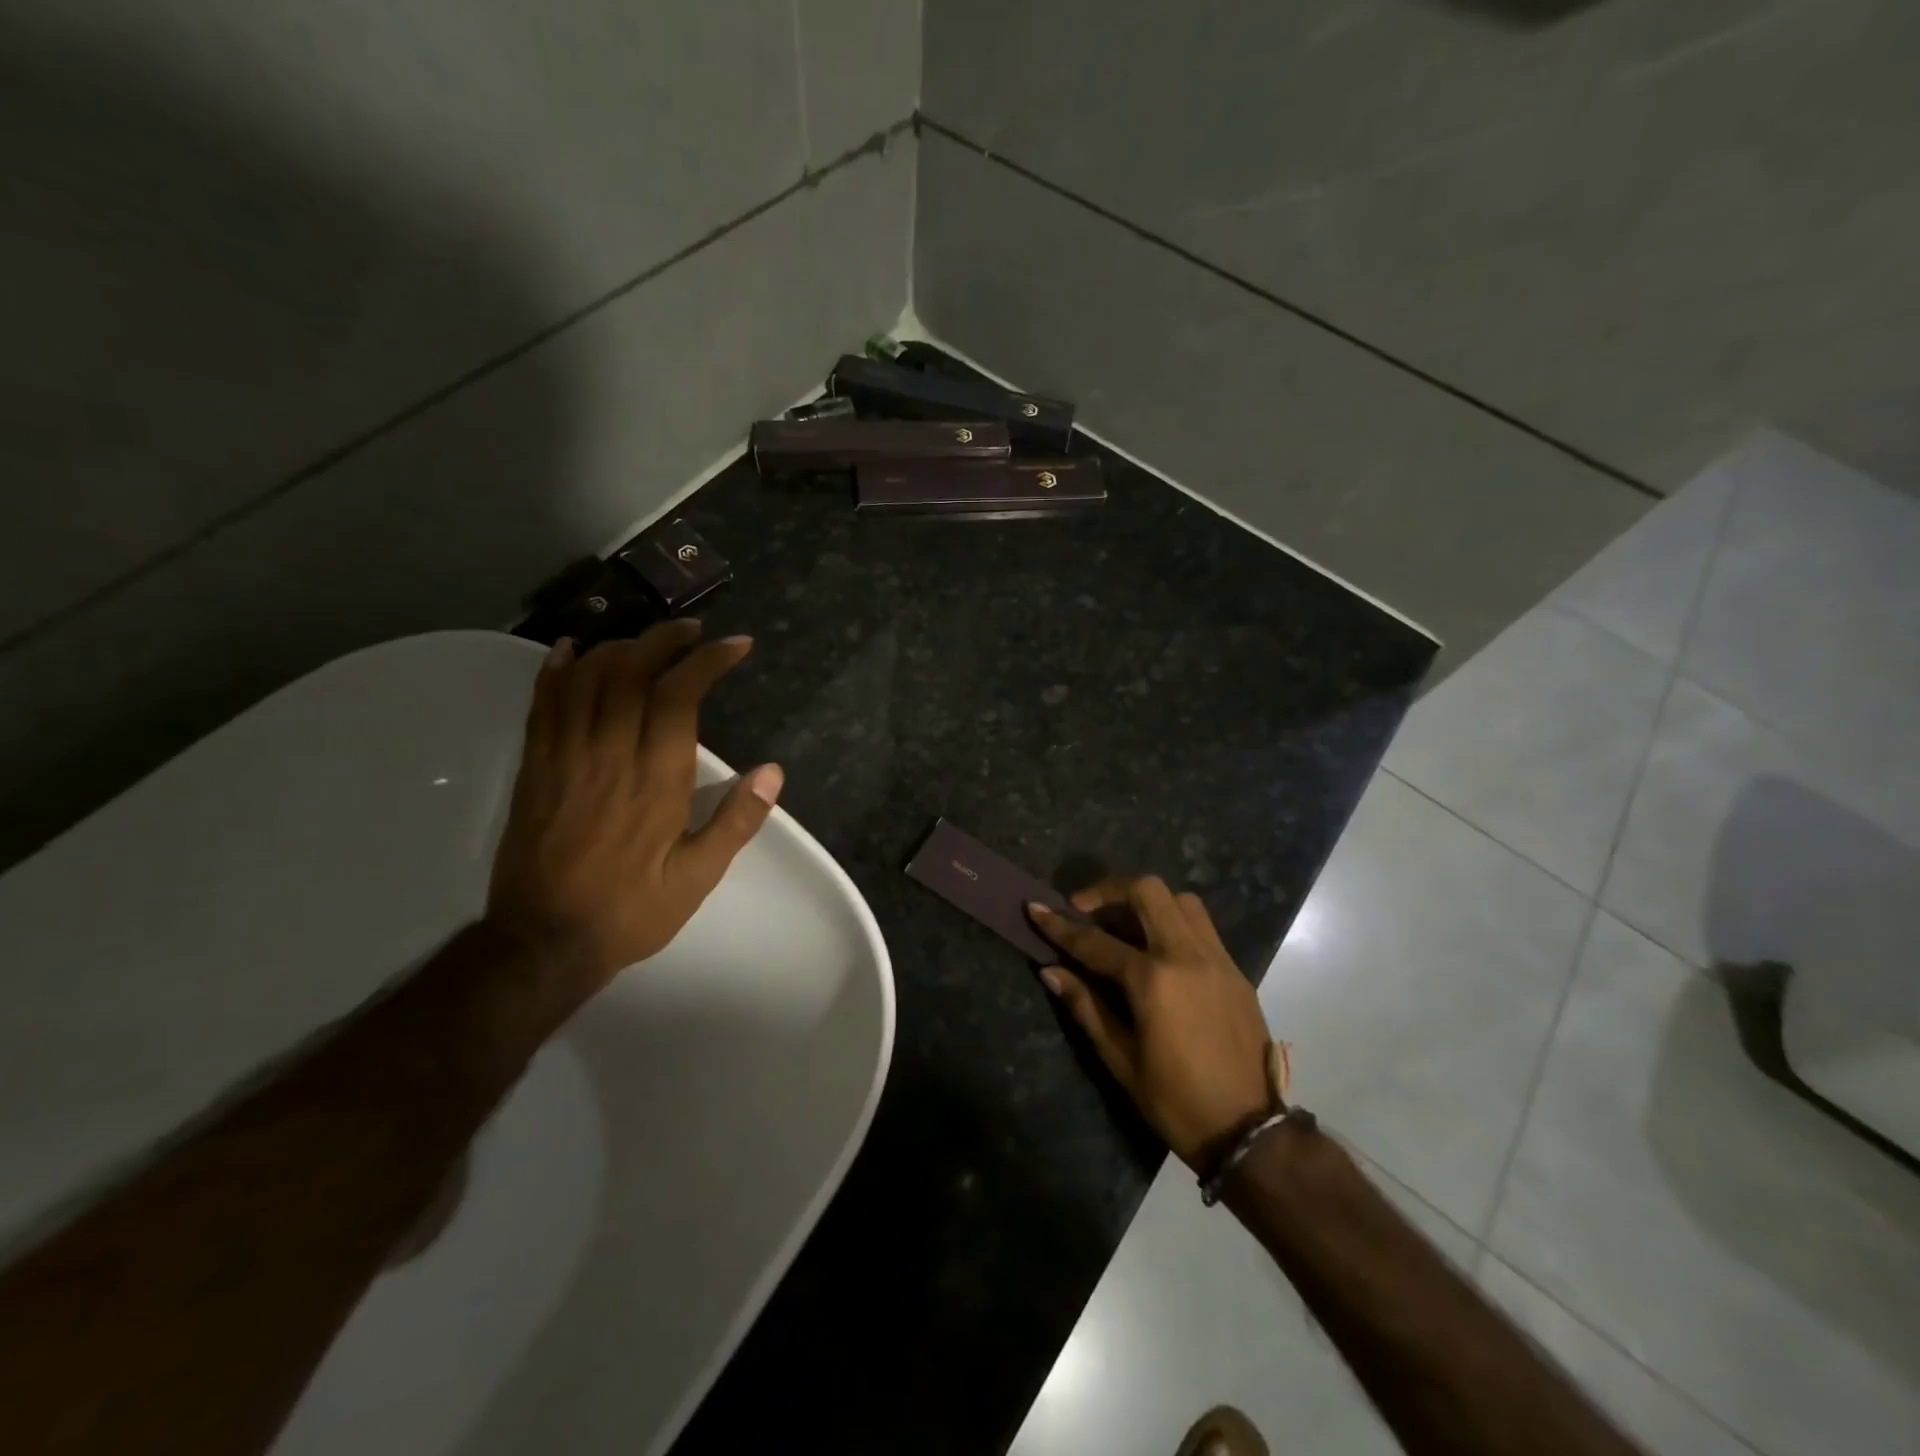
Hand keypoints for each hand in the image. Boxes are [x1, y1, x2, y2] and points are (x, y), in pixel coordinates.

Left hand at [486, 620, 782, 995]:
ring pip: (588, 680)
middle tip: (693, 630)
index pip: (680, 696)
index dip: (707, 660)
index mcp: (656, 779)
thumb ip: (736, 821)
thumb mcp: (698, 877)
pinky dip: (557, 671)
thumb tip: (772, 771)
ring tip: (647, 639)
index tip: (734, 645)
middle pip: (632, 673)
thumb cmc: (631, 910)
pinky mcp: (534, 768)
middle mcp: (610, 755)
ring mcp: (565, 758)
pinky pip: (543, 705)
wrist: (543, 942)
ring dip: (620, 647)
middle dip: (666, 640)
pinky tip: (570, 651)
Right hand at [1029, 877, 1275, 1173]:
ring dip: (1147, 901)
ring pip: (1180, 900)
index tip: (1034, 908)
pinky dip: (1173, 921)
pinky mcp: (1236, 970)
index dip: (1060, 925)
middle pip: (1147, 892)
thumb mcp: (1121, 1060)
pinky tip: (1157, 949)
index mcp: (1154, 981)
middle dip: (1108, 890)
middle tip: (1084, 908)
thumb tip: (1050, 970)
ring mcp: (1217, 959)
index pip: (1095, 942)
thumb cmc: (1177, 1102)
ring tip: (1124, 924)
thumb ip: (1086, 1007)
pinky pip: (1202, 925)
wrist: (1251, 1131)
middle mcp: (1187, 956)